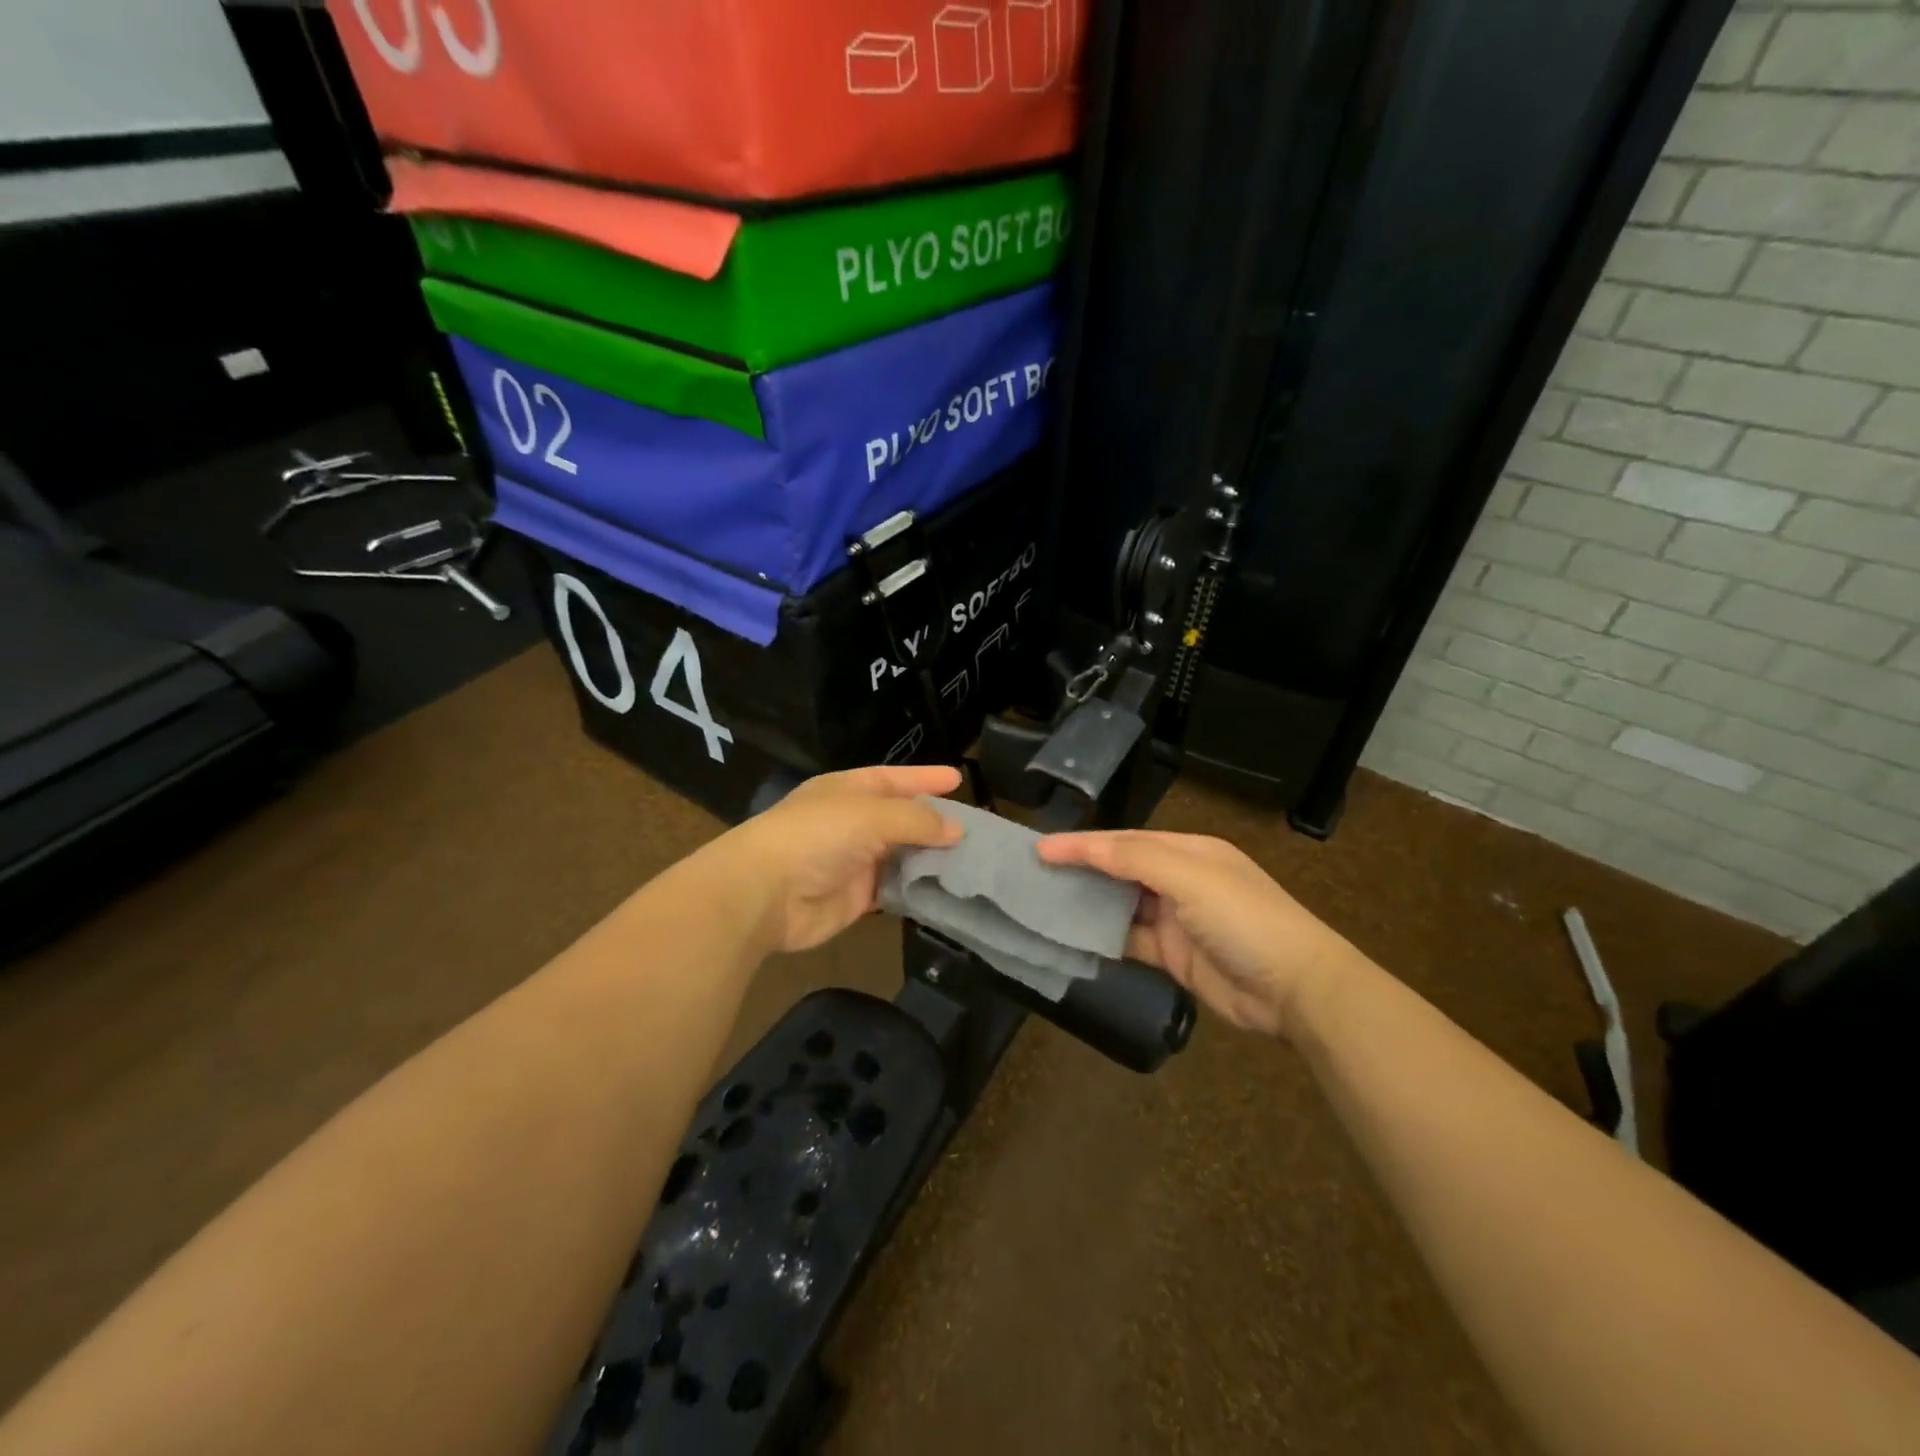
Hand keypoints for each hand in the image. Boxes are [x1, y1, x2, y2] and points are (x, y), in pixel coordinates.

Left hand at [719, 765, 963, 953]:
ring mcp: (854, 861)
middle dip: (934, 822)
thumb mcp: (871, 815)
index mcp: (849, 790)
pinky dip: (917, 889)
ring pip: (901, 855)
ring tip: (973, 861)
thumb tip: (957, 830)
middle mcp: (853, 822)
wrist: (765, 894)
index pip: (894, 779)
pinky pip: (894, 890)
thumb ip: (917, 821)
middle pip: (901, 819)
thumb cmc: (817, 836)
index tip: (958, 779)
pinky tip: (946, 889)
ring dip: (930, 858)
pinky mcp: (856, 898)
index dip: (925, 778)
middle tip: (977, 828)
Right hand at [1036, 830, 1355, 1038]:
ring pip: (1120, 905)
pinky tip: (1074, 937)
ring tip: (1043, 902)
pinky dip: (1103, 938)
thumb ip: (1136, 858)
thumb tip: (1085, 846)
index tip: (1040, 849)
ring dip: (1088, 903)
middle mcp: (1179, 880)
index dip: (1082, 843)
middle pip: (1119, 869)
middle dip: (1081, 869)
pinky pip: (1129, 940)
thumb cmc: (1245, 920)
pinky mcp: (1173, 955)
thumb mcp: (1192, 878)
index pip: (1124, 841)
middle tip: (1034, 874)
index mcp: (1188, 851)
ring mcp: (1176, 919)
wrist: (1296, 989)